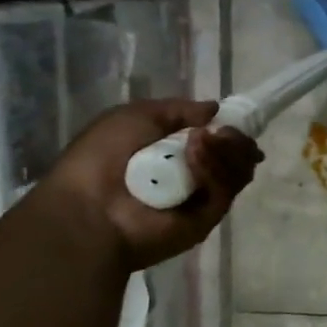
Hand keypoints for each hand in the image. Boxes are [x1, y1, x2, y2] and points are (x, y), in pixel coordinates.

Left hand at [36, 100, 262, 270]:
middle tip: (222, 132)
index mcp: (178, 153)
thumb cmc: (102, 157)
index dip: (232, 129)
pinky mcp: (210, 217)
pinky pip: (225, 188)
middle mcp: (196, 175)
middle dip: (235, 139)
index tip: (234, 120)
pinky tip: (195, 158)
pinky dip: (214, 169)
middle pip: (237, 154)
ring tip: (200, 141)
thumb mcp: (136, 116)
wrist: (88, 208)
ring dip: (224, 150)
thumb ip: (179, 109)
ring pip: (238, 169)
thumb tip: (216, 109)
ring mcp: (205, 197)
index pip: (222, 140)